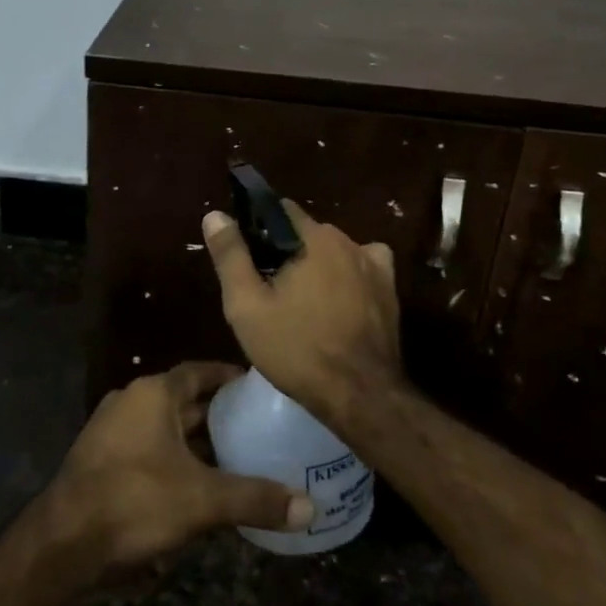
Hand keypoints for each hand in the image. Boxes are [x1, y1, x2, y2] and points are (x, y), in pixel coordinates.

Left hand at [44, 362, 314, 571]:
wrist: (63, 541)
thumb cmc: (135, 501)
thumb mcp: (202, 500)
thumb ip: (255, 499)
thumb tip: (309, 508)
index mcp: (153, 393)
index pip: (199, 371)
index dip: (228, 377)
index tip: (257, 387)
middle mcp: (131, 400)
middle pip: (182, 398)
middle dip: (216, 411)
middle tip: (256, 423)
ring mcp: (111, 429)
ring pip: (164, 424)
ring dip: (194, 437)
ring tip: (234, 452)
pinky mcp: (101, 458)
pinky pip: (147, 445)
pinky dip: (173, 455)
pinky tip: (195, 481)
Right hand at [201, 200, 404, 426]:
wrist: (361, 395)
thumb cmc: (297, 349)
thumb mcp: (247, 306)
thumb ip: (231, 256)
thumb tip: (215, 215)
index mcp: (314, 238)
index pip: (281, 210)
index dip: (259, 227)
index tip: (247, 255)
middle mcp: (348, 241)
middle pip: (307, 232)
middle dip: (287, 251)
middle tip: (268, 287)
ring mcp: (374, 265)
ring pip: (335, 251)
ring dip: (318, 265)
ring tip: (301, 302)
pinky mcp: (390, 291)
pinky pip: (363, 268)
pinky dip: (349, 276)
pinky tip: (340, 300)